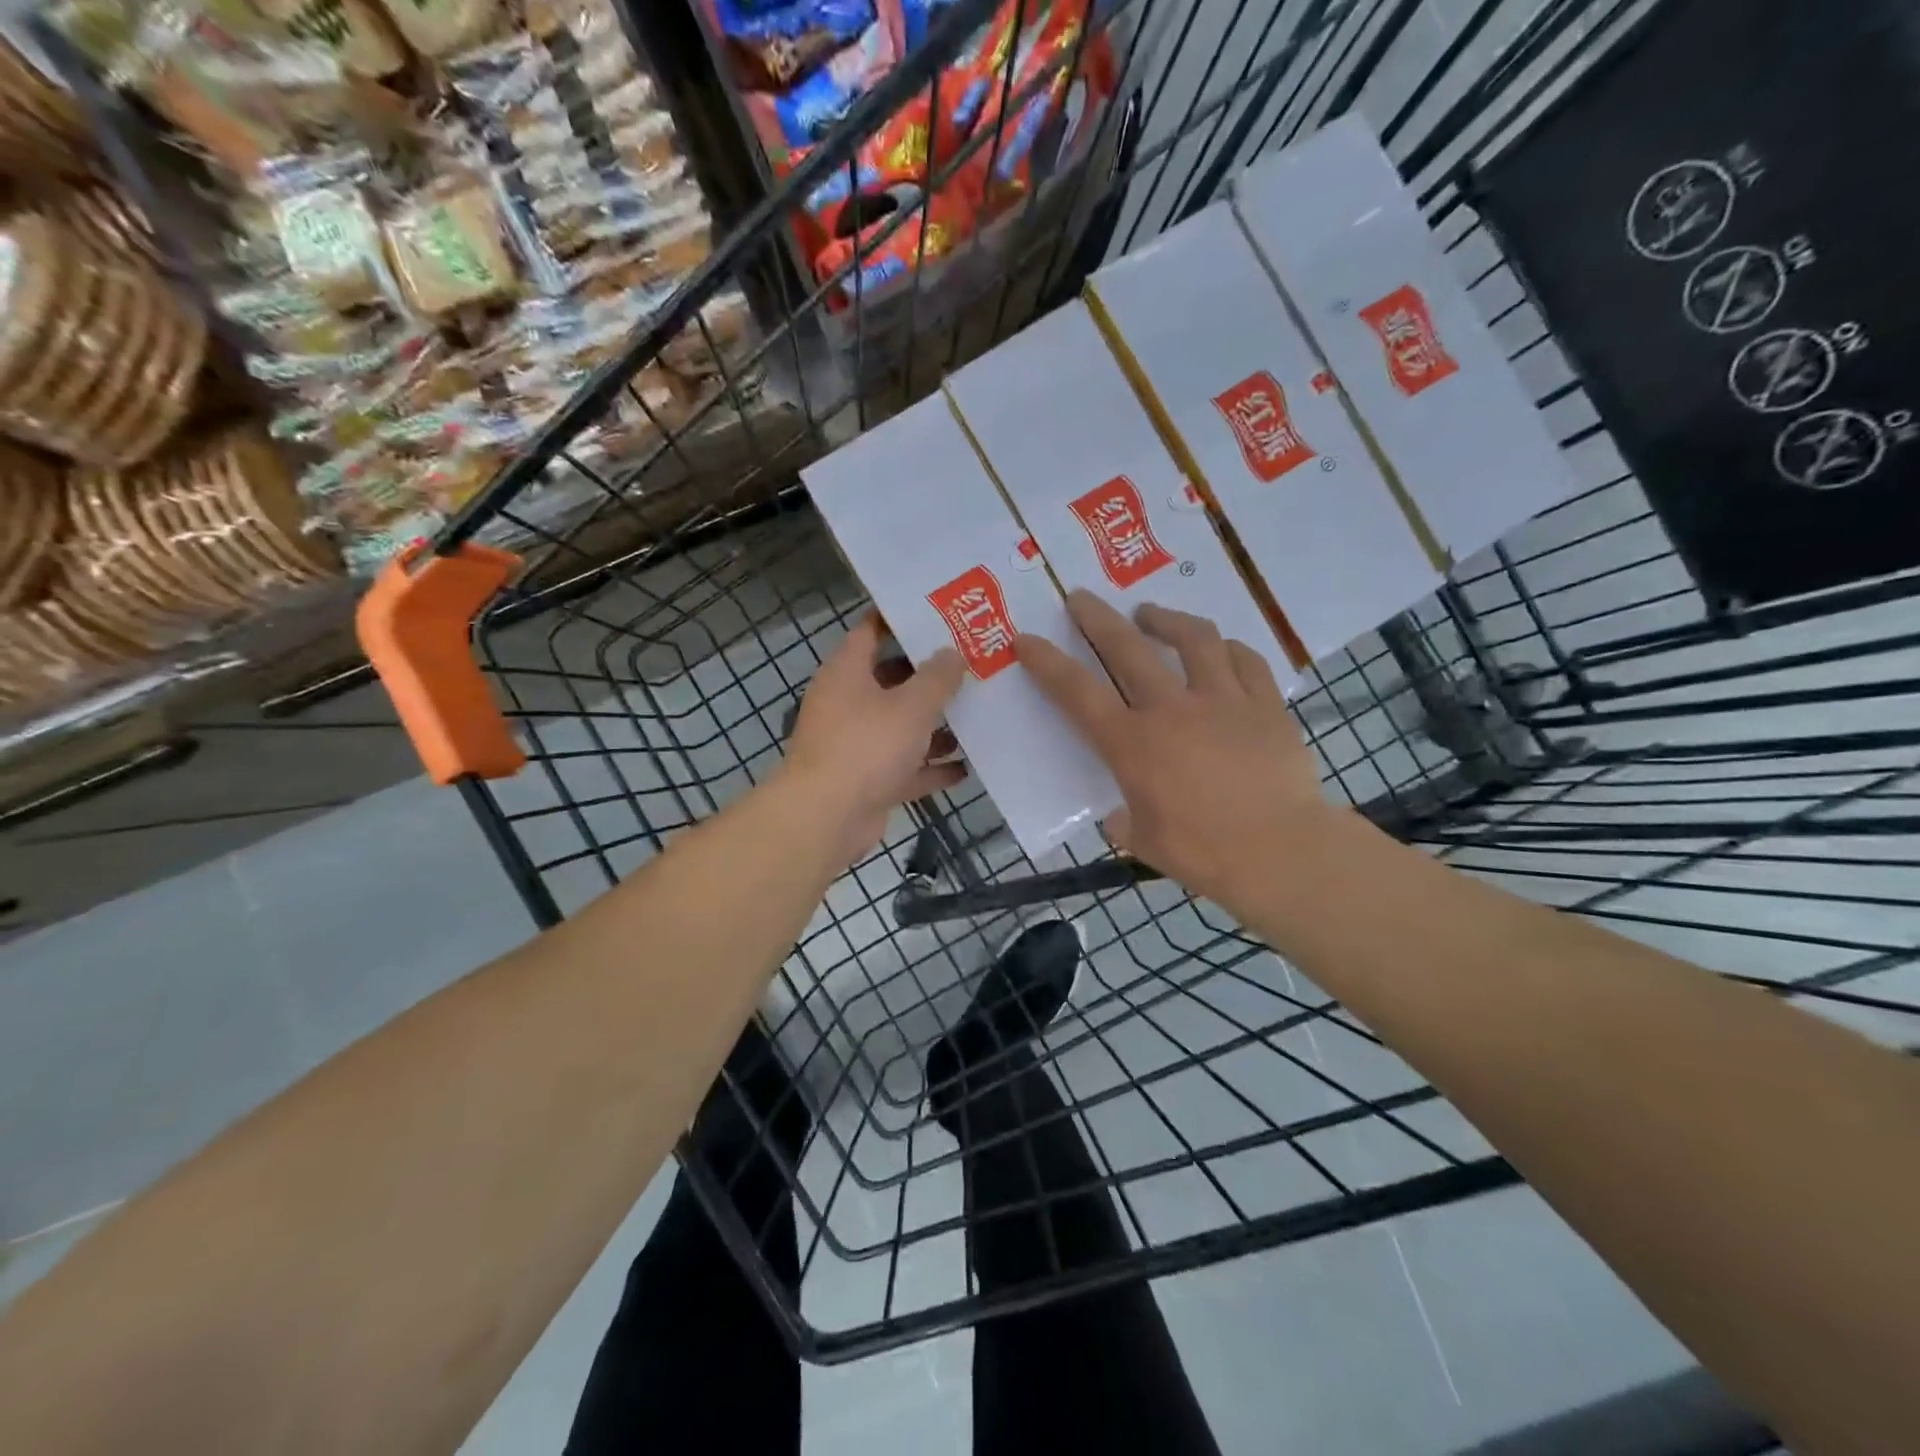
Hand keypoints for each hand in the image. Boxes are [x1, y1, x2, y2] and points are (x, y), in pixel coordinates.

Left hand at [783, 612, 966, 867]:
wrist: (827, 818)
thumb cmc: (867, 747)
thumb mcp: (911, 706)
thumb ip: (937, 678)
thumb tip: (952, 653)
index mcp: (847, 673)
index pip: (871, 631)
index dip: (900, 620)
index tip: (937, 614)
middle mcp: (848, 704)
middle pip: (892, 680)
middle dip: (930, 677)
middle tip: (972, 665)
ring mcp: (857, 745)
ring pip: (901, 727)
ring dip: (934, 726)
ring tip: (977, 716)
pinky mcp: (868, 781)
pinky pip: (905, 768)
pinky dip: (931, 768)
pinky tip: (966, 768)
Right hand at [1014, 591, 1330, 908]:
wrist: (1280, 852)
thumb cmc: (1203, 853)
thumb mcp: (1145, 843)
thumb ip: (1125, 823)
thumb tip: (1120, 816)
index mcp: (1132, 743)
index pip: (1076, 692)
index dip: (1046, 662)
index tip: (1026, 639)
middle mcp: (1171, 708)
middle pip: (1126, 647)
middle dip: (1096, 617)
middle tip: (1081, 598)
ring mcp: (1223, 699)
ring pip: (1193, 638)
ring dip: (1166, 618)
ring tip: (1150, 613)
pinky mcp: (1265, 705)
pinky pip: (1245, 660)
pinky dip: (1227, 648)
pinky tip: (1220, 647)